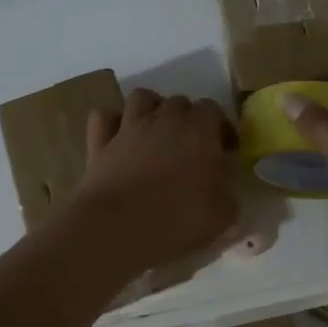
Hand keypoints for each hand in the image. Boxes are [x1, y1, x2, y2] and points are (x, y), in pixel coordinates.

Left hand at [69, 88, 239, 273]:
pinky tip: (119, 137)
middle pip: (179, 101)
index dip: (220, 126)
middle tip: (191, 146)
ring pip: (141, 97)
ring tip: (156, 132)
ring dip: (151, 109)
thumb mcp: (222, 215)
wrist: (118, 229)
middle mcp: (164, 120)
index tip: (224, 149)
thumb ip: (227, 193)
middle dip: (188, 118)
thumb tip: (222, 185)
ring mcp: (129, 128)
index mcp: (199, 132)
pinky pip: (104, 116)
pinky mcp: (100, 142)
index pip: (212, 109)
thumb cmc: (177, 221)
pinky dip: (112, 121)